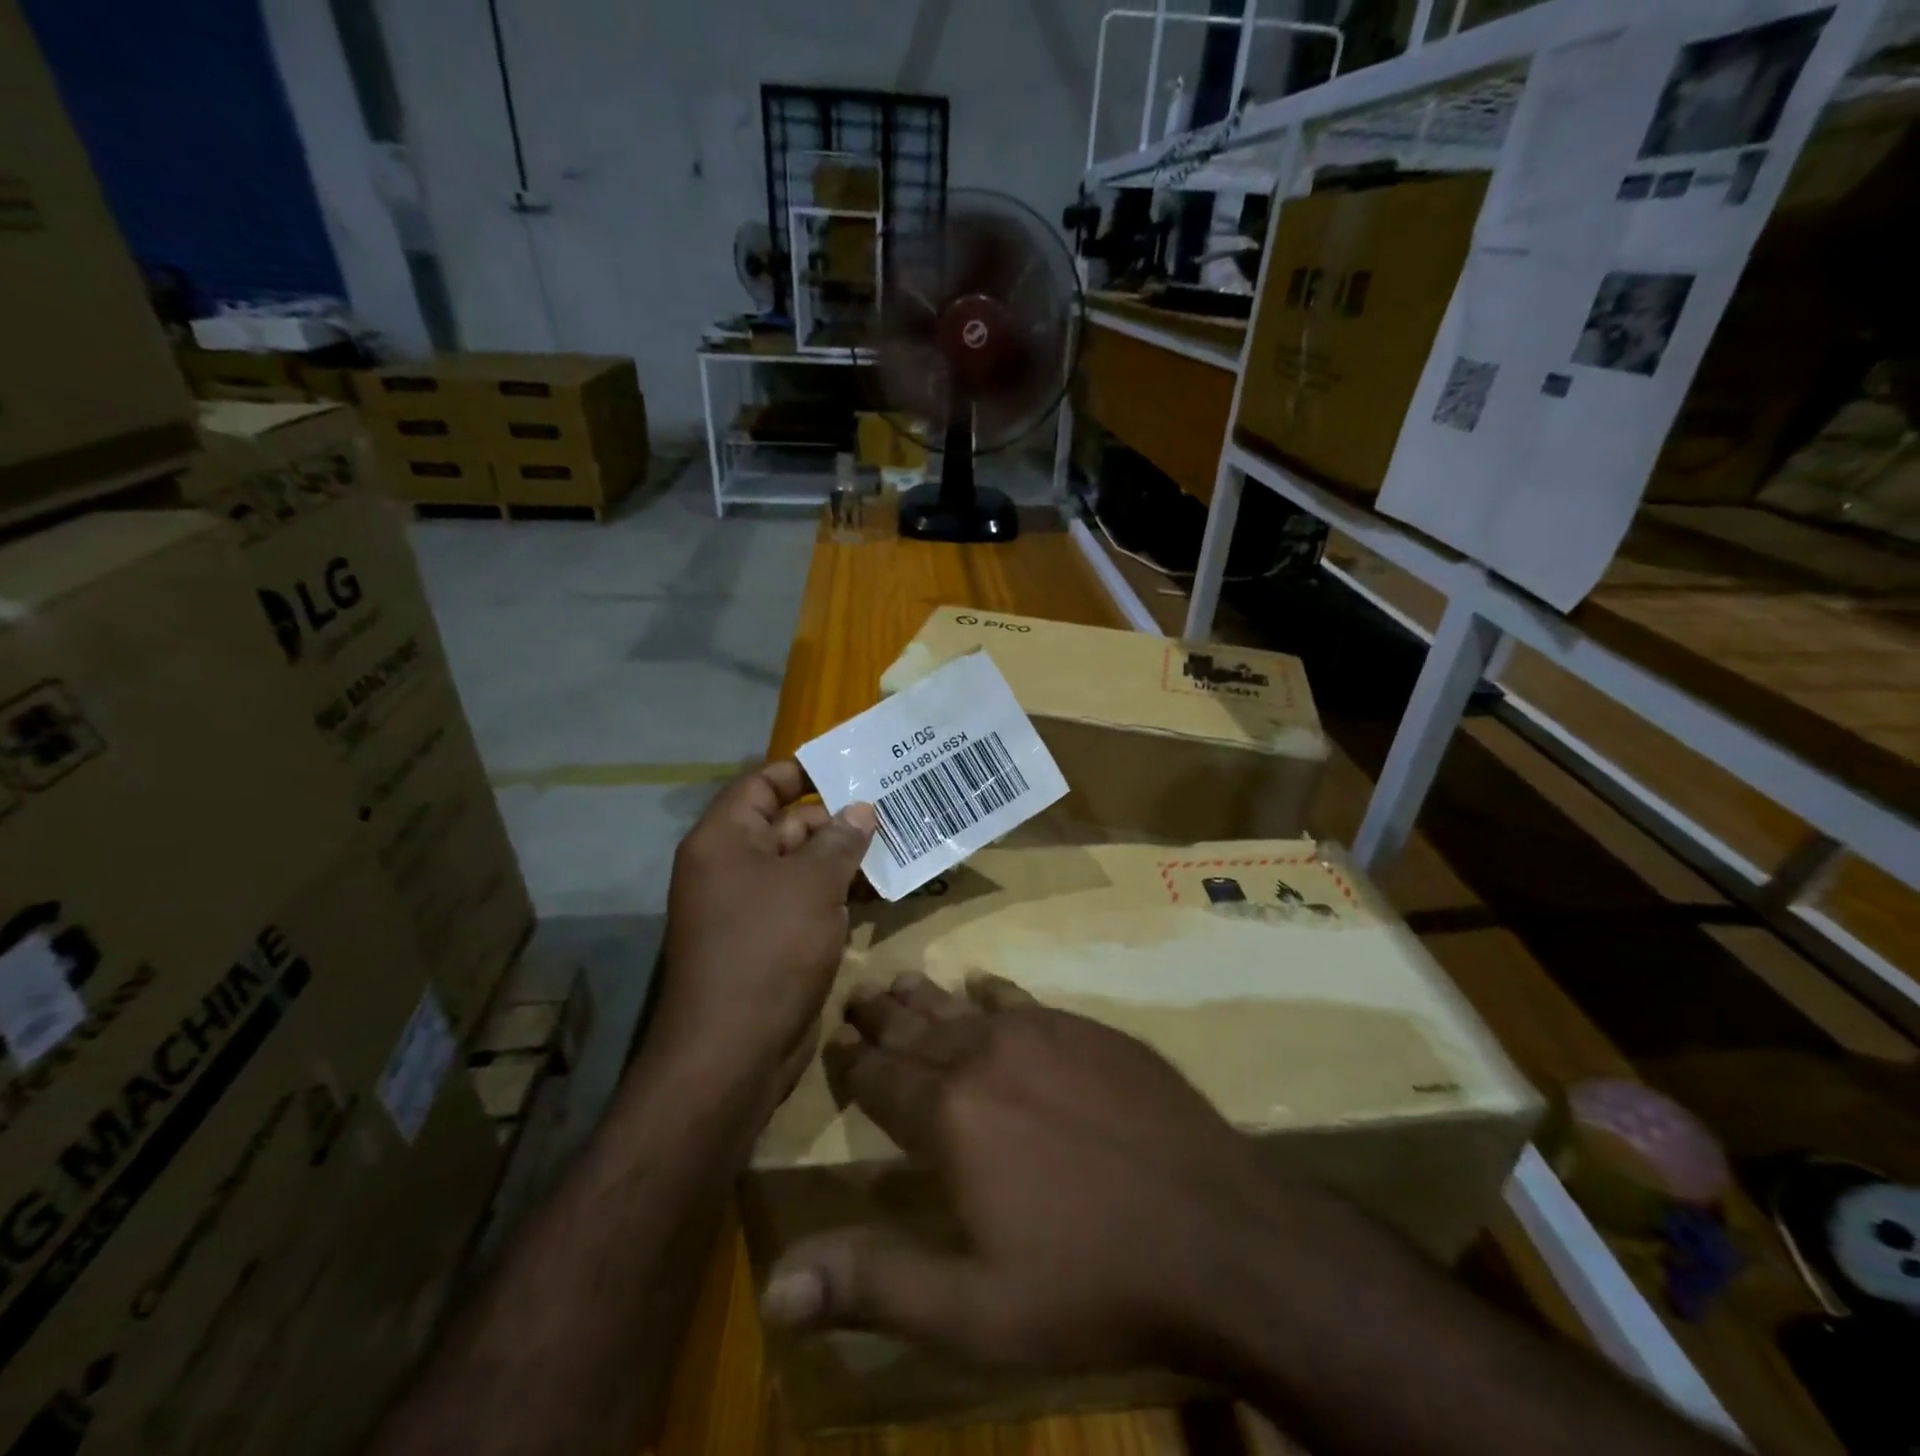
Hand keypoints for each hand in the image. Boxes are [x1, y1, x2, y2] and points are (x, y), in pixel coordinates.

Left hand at [659, 761, 875, 1097]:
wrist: (734, 1052)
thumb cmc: (768, 948)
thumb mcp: (812, 884)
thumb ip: (839, 841)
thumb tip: (861, 810)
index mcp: (725, 840)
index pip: (761, 784)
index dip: (802, 770)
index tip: (851, 767)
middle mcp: (732, 867)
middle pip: (787, 825)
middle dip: (838, 819)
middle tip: (893, 810)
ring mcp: (751, 907)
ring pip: (803, 867)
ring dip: (845, 859)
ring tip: (899, 845)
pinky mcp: (771, 942)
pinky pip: (807, 902)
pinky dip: (839, 894)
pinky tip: (881, 891)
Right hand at [758, 973, 1287, 1373]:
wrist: (1219, 1234)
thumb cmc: (1091, 1282)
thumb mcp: (974, 1311)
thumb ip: (872, 1285)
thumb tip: (773, 1289)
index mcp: (949, 1115)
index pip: (879, 1077)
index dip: (851, 1061)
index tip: (832, 1040)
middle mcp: (986, 1055)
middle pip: (917, 1027)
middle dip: (881, 1013)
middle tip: (856, 993)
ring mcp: (1043, 1033)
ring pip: (964, 1005)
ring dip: (927, 996)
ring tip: (900, 980)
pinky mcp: (1089, 1030)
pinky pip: (1023, 998)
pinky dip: (992, 993)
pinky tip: (984, 986)